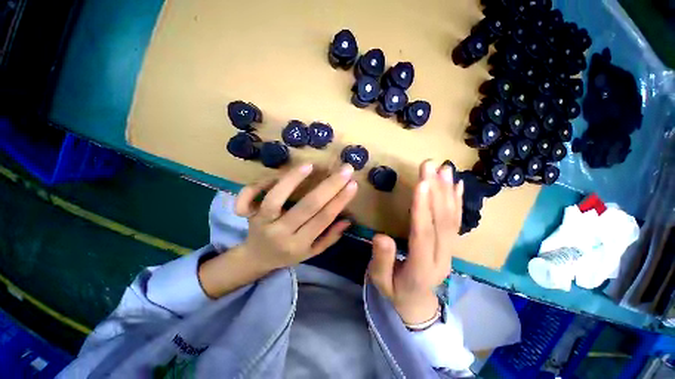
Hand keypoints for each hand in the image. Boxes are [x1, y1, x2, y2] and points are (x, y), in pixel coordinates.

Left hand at [235, 163, 357, 269]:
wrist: (256, 258)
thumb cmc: (288, 254)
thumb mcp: (312, 252)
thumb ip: (330, 237)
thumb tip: (347, 220)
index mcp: (299, 244)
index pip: (323, 218)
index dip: (340, 200)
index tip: (353, 184)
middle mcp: (281, 233)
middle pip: (307, 206)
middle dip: (330, 186)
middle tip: (346, 169)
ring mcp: (262, 222)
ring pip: (277, 197)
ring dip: (294, 179)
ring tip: (312, 165)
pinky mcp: (249, 213)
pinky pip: (251, 195)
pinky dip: (264, 182)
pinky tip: (278, 172)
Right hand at [368, 160, 463, 324]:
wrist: (417, 304)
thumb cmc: (395, 291)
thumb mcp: (381, 281)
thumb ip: (382, 260)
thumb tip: (381, 236)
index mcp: (420, 268)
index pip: (423, 234)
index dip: (423, 209)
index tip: (421, 183)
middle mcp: (440, 257)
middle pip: (441, 222)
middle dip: (436, 191)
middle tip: (431, 165)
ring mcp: (449, 251)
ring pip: (452, 219)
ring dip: (449, 191)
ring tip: (445, 168)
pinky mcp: (450, 245)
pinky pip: (457, 222)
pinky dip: (458, 201)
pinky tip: (457, 185)